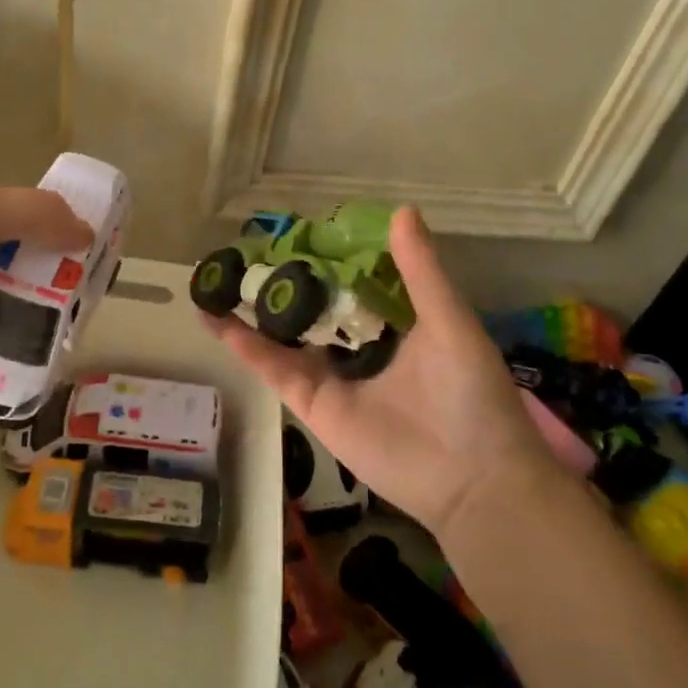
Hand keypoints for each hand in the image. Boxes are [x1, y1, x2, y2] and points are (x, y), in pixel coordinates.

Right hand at [204, 206, 567, 536]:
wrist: (471, 478)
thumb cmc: (470, 392)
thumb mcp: (448, 321)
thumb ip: (420, 271)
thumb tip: (401, 209)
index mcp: (394, 321)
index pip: (351, 279)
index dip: (325, 254)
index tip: (296, 227)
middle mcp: (358, 345)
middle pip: (311, 306)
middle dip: (281, 281)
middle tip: (245, 249)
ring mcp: (332, 375)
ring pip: (284, 336)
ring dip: (251, 310)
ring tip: (216, 279)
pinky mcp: (313, 404)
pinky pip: (275, 369)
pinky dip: (246, 346)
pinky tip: (217, 319)